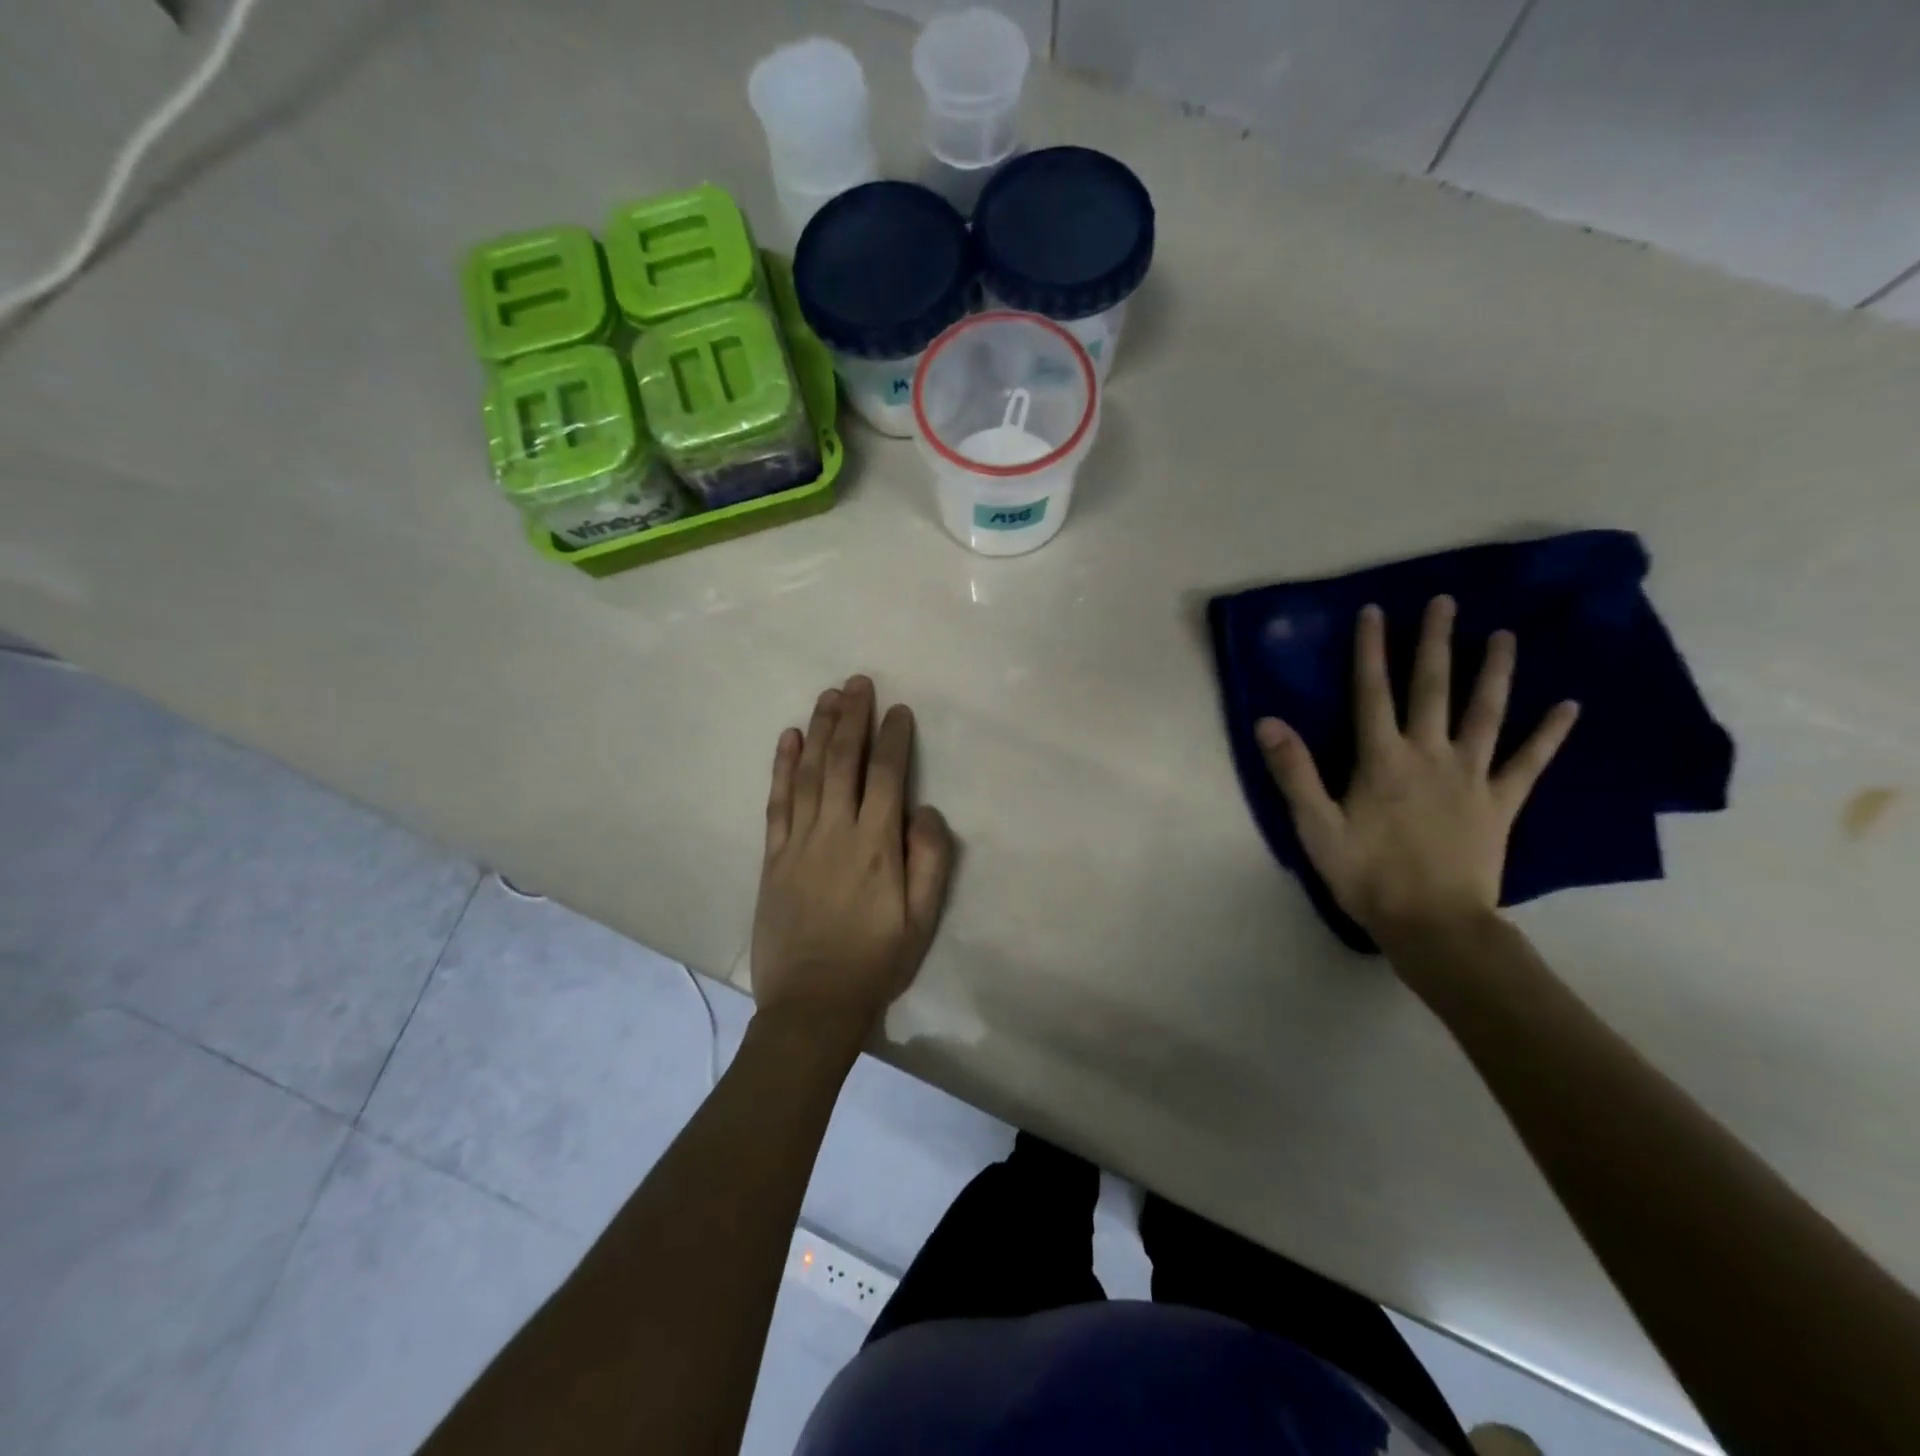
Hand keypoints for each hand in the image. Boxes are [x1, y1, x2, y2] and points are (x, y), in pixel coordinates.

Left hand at [751, 676, 953, 1045]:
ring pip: (809, 772)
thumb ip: (930, 861)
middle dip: (852, 718)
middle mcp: (835, 832)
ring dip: (819, 730)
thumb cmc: (875, 962)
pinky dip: (782, 767)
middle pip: (843, 762)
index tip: (897, 710)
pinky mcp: (772, 856)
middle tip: (858, 682)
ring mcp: (798, 841)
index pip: (886, 777)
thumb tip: (926, 810)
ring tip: (828, 696)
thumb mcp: (922, 920)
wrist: (811, 1004)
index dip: (892, 739)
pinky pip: (777, 801)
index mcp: (876, 846)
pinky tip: (788, 738)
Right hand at [1256, 597, 1578, 947]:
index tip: (1375, 611)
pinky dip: (1550, 733)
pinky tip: (1569, 705)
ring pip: (1485, 713)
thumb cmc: (1367, 875)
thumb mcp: (1316, 827)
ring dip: (1494, 672)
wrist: (1433, 924)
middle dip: (1435, 643)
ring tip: (1504, 635)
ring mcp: (1471, 777)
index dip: (1371, 650)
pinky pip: (1529, 762)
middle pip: (1432, 689)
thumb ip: (1294, 772)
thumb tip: (1268, 721)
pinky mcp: (1501, 803)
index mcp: (1381, 760)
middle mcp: (1429, 755)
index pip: (1373, 692)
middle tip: (1446, 602)